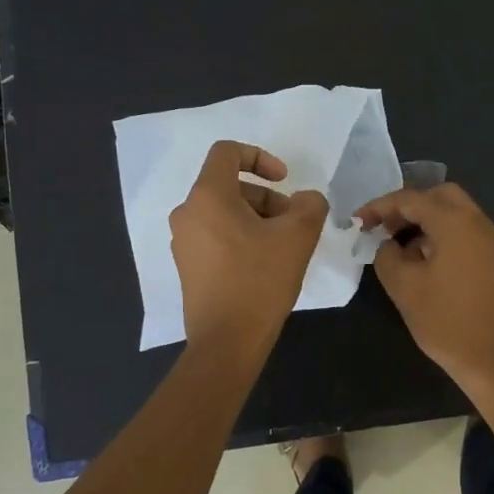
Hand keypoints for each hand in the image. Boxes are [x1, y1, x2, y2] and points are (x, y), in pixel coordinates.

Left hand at [170, 141, 327, 352]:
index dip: (260, 156)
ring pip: (225, 213)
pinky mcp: (188, 266)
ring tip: (282, 248)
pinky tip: (264, 266)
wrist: (227, 341)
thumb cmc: (260, 280)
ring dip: (257, 220)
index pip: (227, 152)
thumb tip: (306, 200)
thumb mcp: (298, 236)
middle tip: (292, 225)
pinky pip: (216, 236)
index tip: (284, 181)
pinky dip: (242, 239)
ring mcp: (183, 242)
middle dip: (267, 198)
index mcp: (208, 196)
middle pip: (230, 186)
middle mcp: (188, 213)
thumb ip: (310, 205)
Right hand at [354, 183, 493, 391]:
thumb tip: (388, 244)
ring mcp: (490, 240)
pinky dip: (440, 233)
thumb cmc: (447, 321)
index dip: (380, 206)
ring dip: (424, 219)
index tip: (357, 222)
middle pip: (439, 195)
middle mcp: (477, 222)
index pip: (411, 199)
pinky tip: (422, 259)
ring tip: (398, 245)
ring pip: (453, 212)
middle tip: (383, 227)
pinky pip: (463, 231)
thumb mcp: (404, 287)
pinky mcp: (493, 259)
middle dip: (407, 206)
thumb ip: (387, 256)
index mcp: (455, 222)